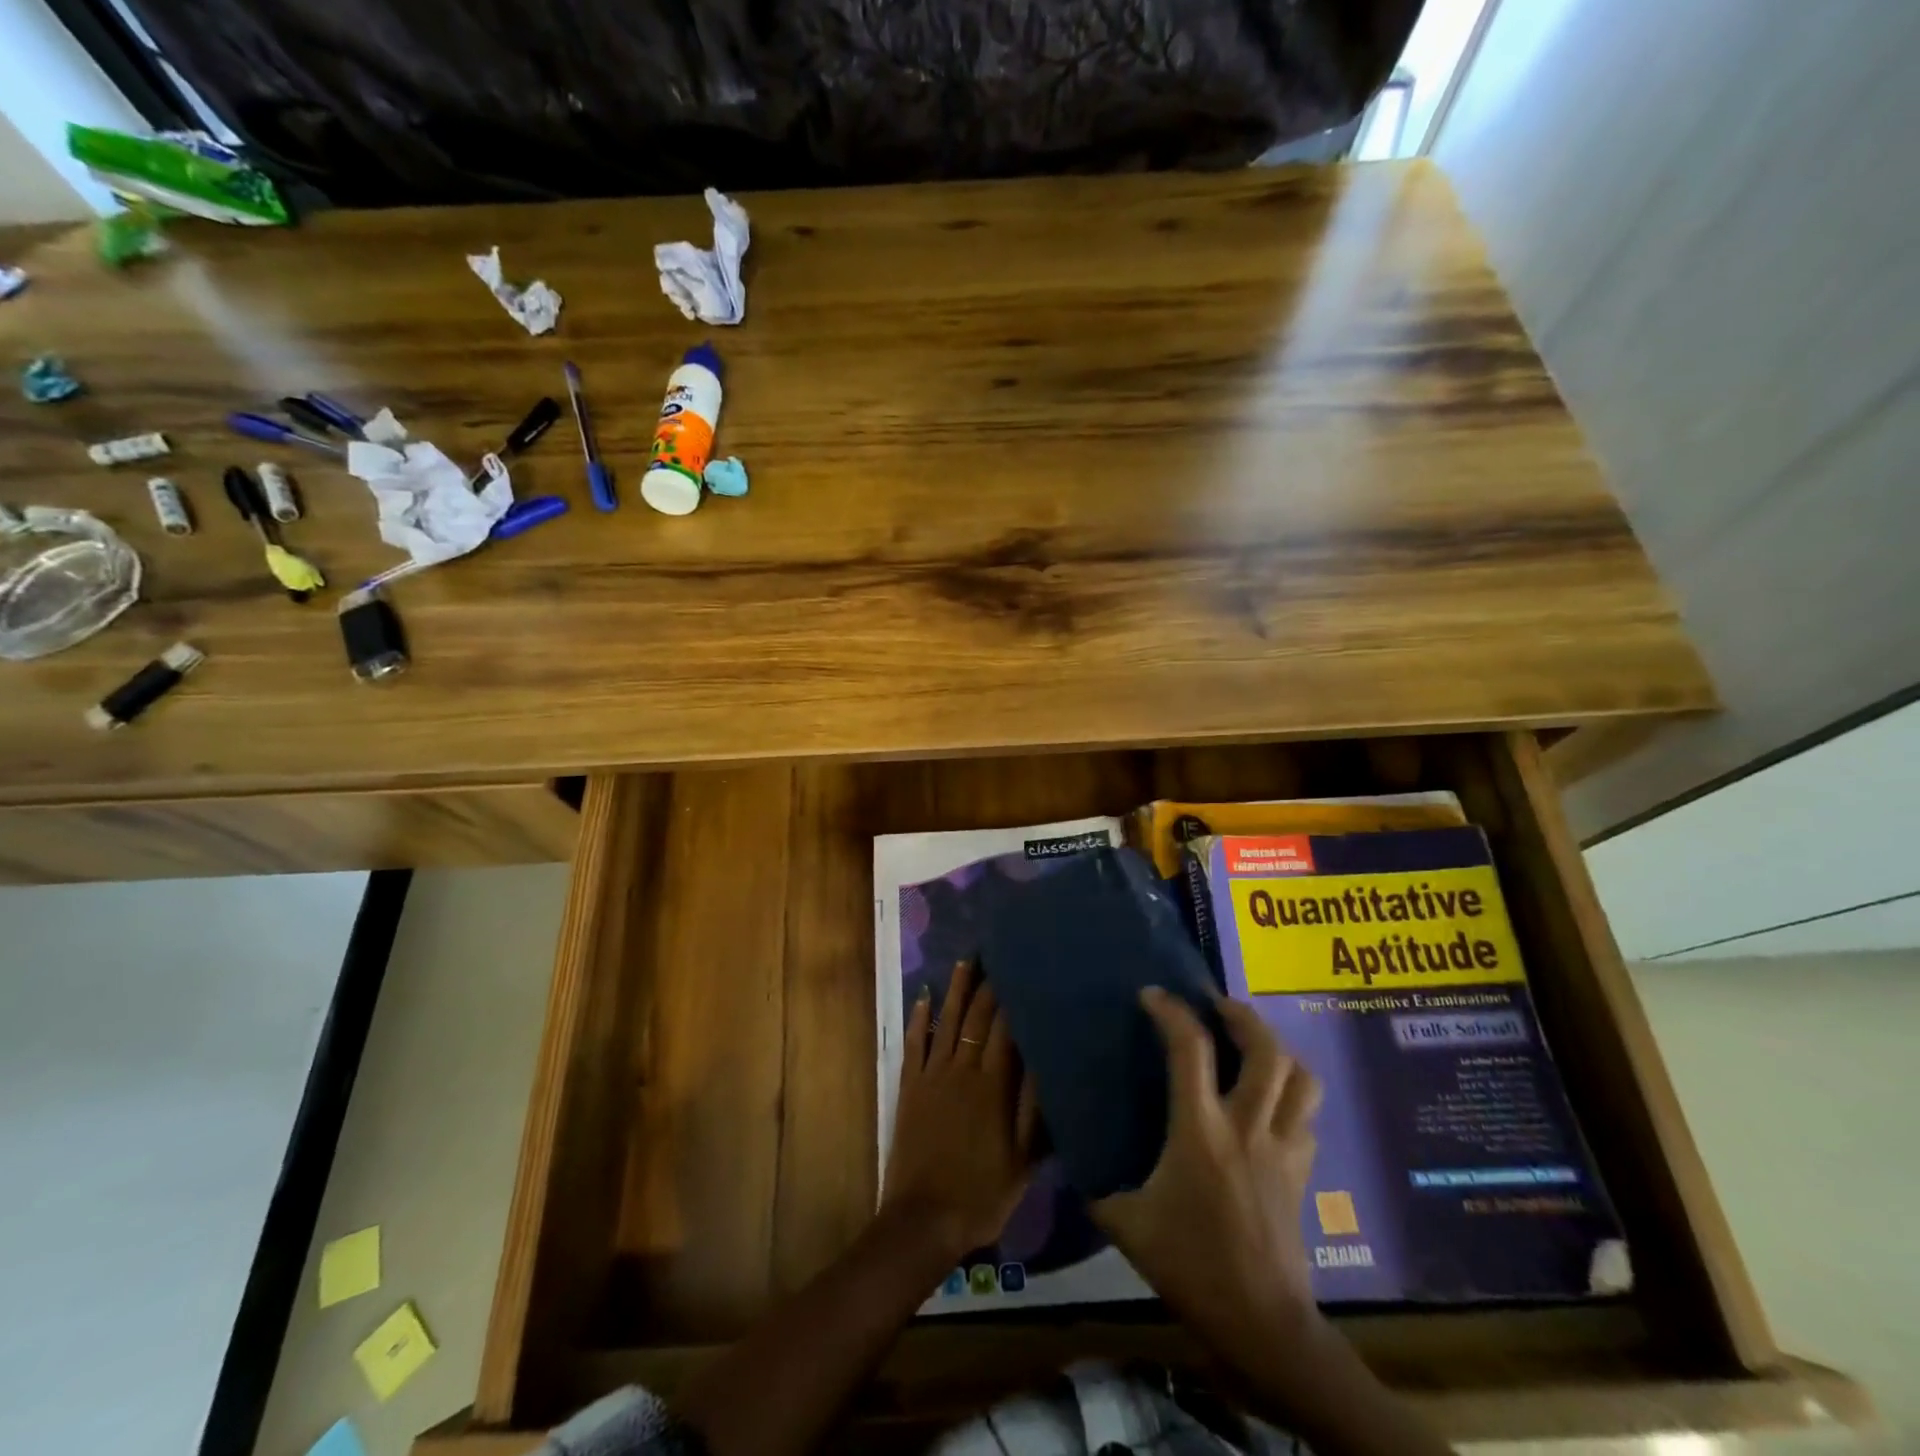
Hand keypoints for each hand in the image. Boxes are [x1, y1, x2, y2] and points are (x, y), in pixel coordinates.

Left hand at [882, 961, 1037, 1262]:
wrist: (923, 1219)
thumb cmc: (981, 1194)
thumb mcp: (1023, 1160)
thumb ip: (1034, 1109)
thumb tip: (1045, 1061)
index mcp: (993, 1086)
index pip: (1005, 1031)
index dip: (1013, 1000)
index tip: (1022, 972)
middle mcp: (962, 1070)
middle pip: (976, 1019)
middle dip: (988, 986)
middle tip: (996, 955)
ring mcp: (932, 1076)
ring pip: (946, 1022)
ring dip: (955, 990)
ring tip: (965, 961)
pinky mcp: (909, 1087)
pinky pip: (914, 1044)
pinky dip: (919, 1019)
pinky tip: (923, 996)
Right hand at [1092, 988, 1323, 1366]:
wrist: (1263, 1324)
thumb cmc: (1192, 1266)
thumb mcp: (1129, 1227)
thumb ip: (1098, 1189)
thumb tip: (1076, 1164)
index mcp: (1201, 1130)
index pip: (1190, 1049)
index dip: (1170, 1011)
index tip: (1152, 994)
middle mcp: (1248, 1125)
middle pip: (1266, 1050)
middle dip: (1242, 1016)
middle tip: (1217, 1007)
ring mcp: (1282, 1146)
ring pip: (1301, 1077)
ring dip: (1278, 1049)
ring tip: (1251, 1044)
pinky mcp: (1302, 1170)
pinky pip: (1307, 1114)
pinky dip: (1292, 1094)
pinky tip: (1270, 1101)